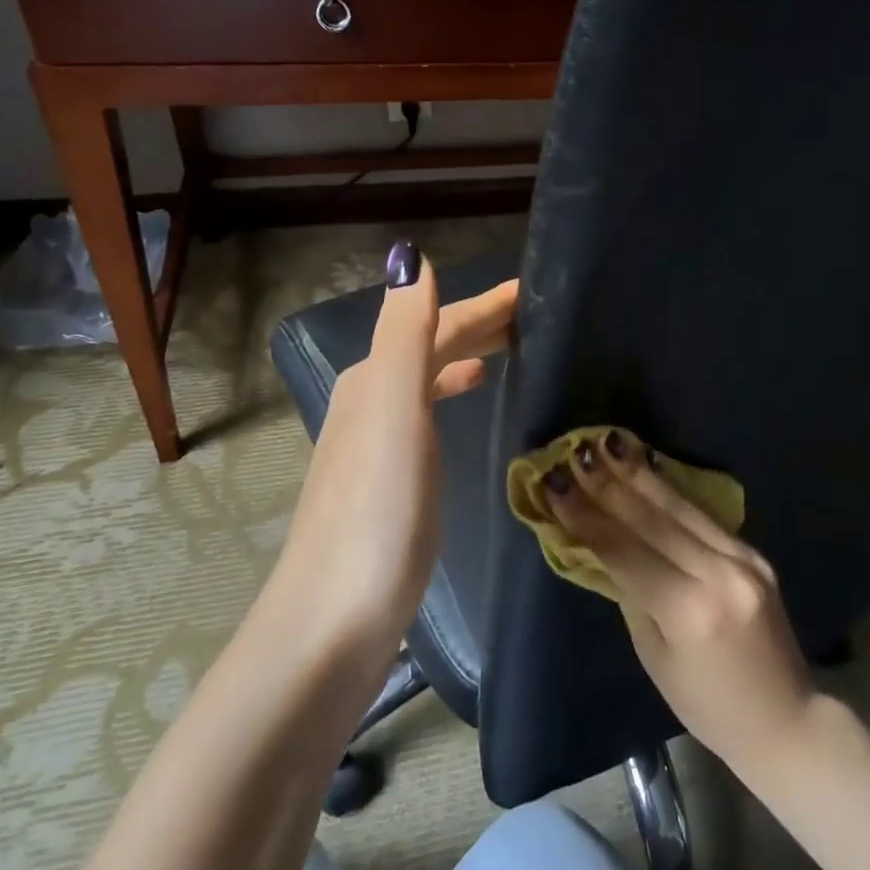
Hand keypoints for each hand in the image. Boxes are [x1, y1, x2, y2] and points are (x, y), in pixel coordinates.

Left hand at [269, 243, 515, 649]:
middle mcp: (371, 399)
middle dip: (478, 323)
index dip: (484, 304)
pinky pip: (428, 411)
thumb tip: (409, 256)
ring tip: (508, 348)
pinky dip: (451, 391)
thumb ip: (405, 332)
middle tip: (533, 313)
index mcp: (375, 377)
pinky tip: (469, 399)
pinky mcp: (390, 478)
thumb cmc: (378, 508)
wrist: (336, 613)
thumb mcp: (394, 409)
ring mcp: (377, 441)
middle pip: (431, 345)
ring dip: (465, 354)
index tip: (532, 288)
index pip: (437, 322)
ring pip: (429, 377)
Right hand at [542, 429, 815, 777]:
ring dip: (639, 473)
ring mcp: (743, 558)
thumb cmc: (707, 705)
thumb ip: (631, 594)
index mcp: (688, 610)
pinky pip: (704, 515)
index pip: (625, 550)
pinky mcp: (754, 553)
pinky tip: (648, 467)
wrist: (786, 719)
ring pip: (680, 507)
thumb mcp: (654, 657)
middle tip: (576, 452)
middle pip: (652, 519)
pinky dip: (671, 490)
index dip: (585, 515)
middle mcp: (719, 574)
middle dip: (608, 483)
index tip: (554, 483)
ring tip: (608, 443)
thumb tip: (603, 545)